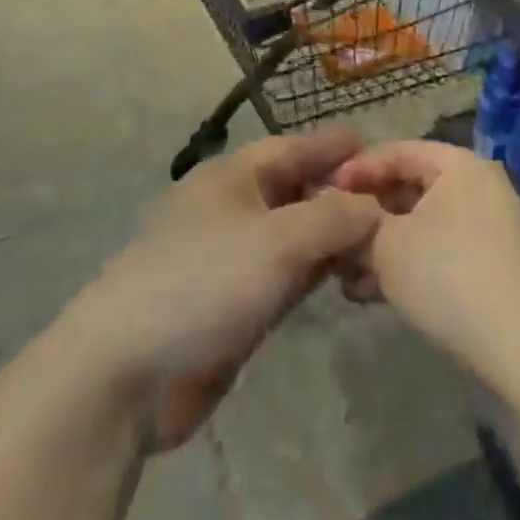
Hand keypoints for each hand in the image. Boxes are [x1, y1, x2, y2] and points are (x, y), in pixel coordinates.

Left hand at [63, 128, 380, 450]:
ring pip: (293, 237)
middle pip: (294, 191)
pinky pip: (286, 277)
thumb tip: (373, 207)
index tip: (373, 145)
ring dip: (331, 236)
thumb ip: (333, 218)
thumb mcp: (278, 241)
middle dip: (339, 192)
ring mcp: (231, 260)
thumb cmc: (204, 282)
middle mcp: (232, 210)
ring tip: (381, 236)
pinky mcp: (233, 306)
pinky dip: (315, 273)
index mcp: (231, 178)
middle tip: (391, 199)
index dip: (331, 147)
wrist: (128, 374)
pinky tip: (346, 277)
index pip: (291, 149)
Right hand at [332, 141, 519, 389]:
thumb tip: (342, 215)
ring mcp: (492, 226)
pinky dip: (410, 262)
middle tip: (333, 236)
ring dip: (383, 244)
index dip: (357, 170)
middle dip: (368, 214)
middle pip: (410, 187)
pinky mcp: (494, 263)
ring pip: (423, 223)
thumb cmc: (448, 278)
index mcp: (461, 164)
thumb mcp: (386, 246)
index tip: (323, 194)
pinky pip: (441, 248)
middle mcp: (481, 185)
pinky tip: (376, 292)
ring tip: (346, 273)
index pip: (398, 151)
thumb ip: (357, 221)